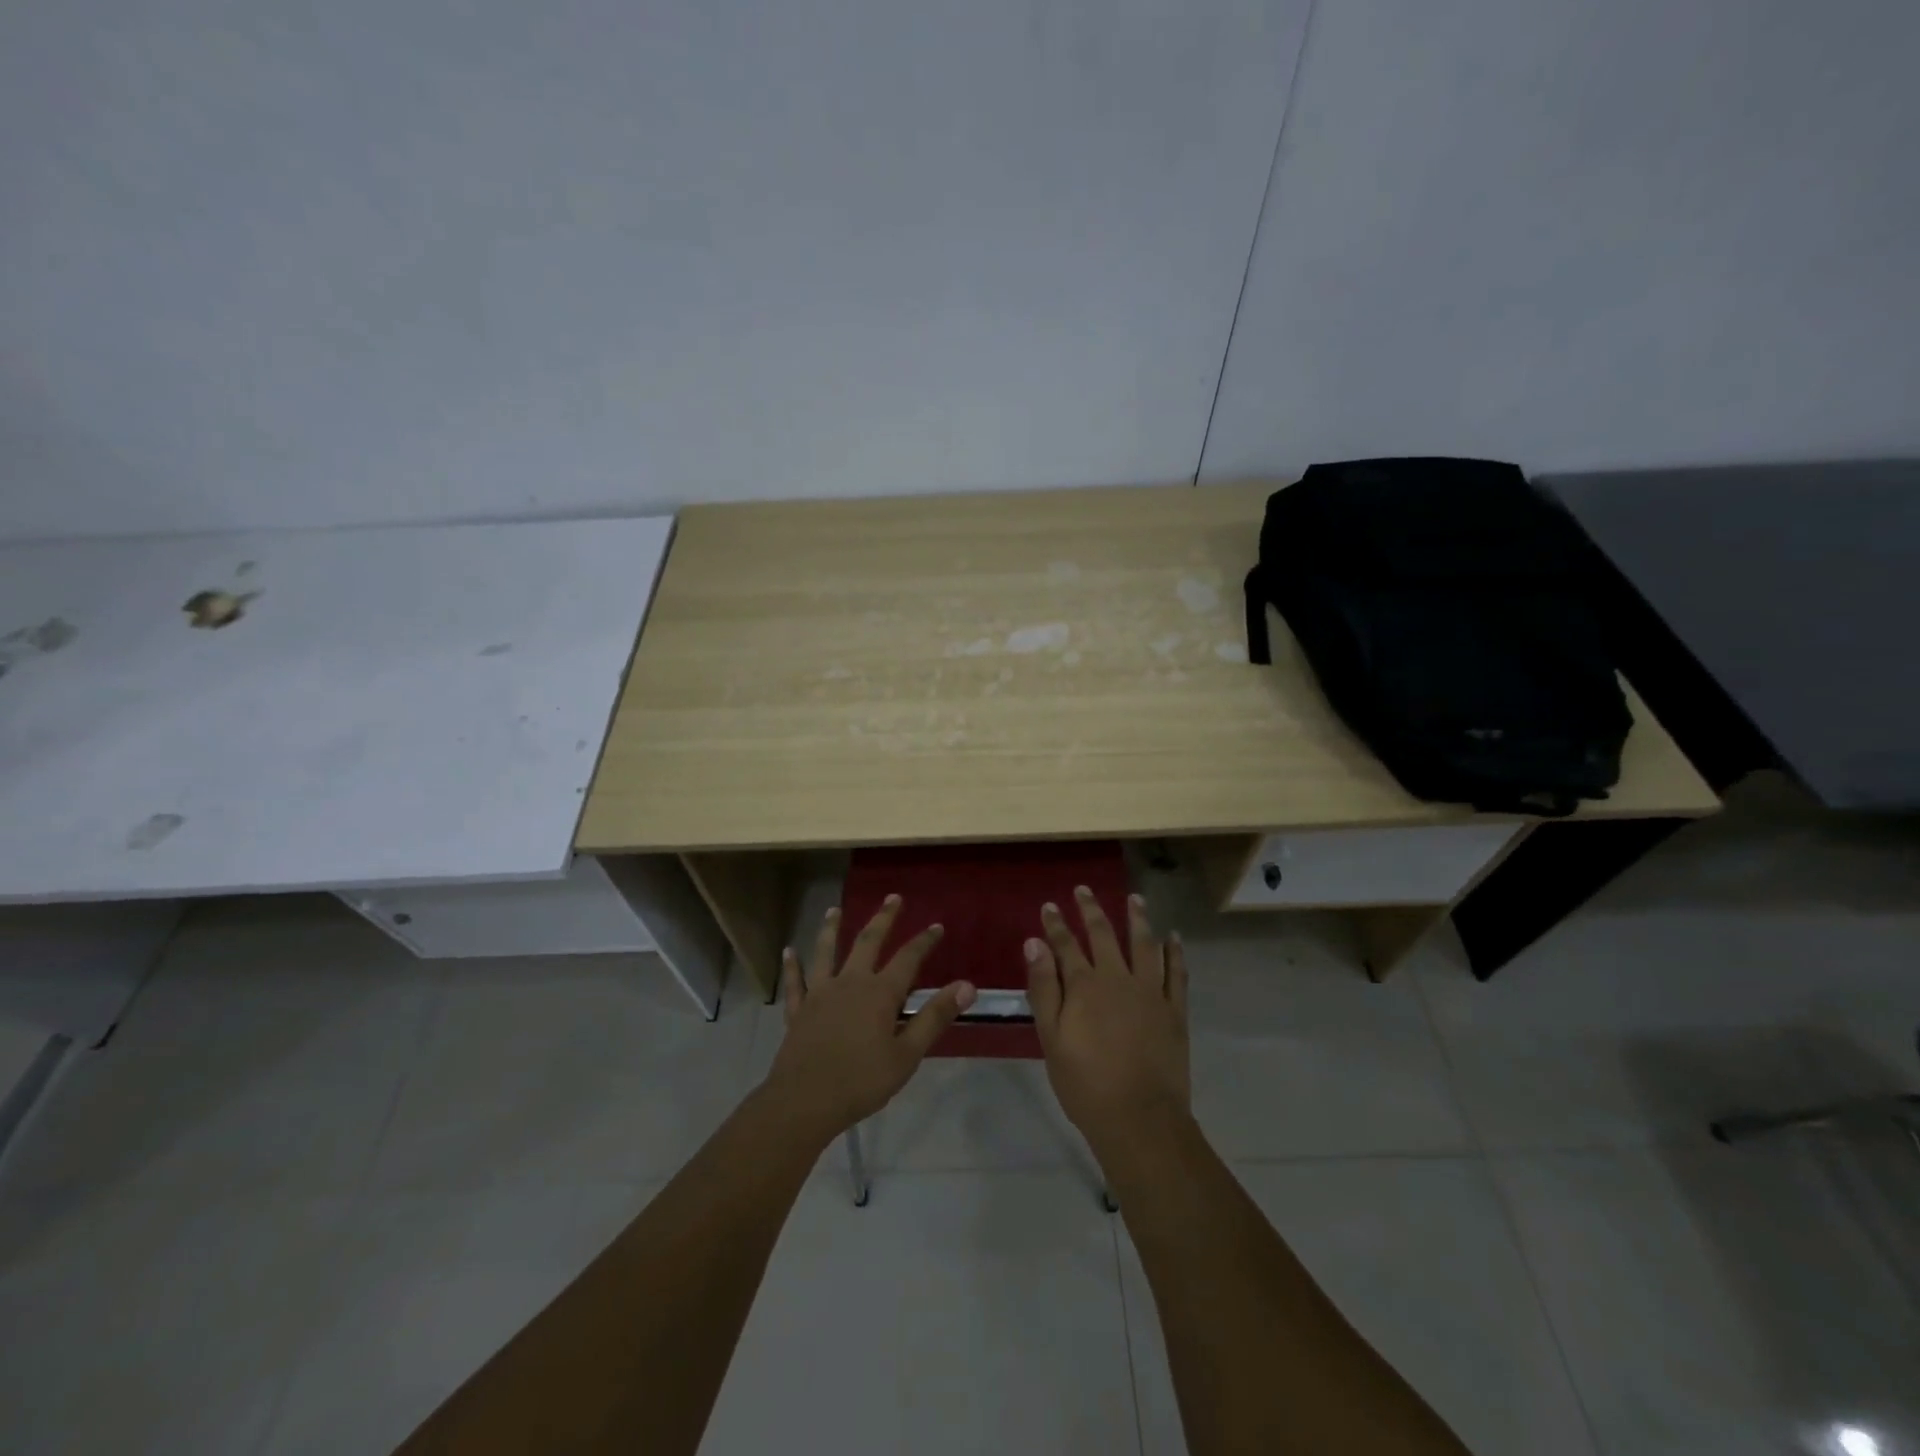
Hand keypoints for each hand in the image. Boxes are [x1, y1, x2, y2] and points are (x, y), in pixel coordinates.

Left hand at [762, 894, 976, 1140]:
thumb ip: (935, 1017)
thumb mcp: (907, 1054)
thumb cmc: (862, 1081)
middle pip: (868, 941)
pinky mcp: (798, 1010)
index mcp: (880, 993)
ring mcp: (820, 993)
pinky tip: (789, 952)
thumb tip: (967, 986)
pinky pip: (796, 982)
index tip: (936, 926)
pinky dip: (793, 966)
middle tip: (892, 898)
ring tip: (834, 910)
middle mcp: (850, 982)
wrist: (804, 1102)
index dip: (924, 941)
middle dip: (883, 918)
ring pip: (826, 952)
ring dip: (831, 928)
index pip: (908, 958)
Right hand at [1026, 887, 1189, 1159]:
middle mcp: (1118, 978)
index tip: (1050, 906)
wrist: (1139, 1118)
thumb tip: (1033, 943)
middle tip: (1084, 890)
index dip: (1056, 924)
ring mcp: (1150, 992)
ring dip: (1138, 918)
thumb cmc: (1085, 1083)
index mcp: (1084, 986)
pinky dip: (1175, 951)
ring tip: (1135, 898)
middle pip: (1104, 935)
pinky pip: (1176, 972)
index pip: (1065, 945)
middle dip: (1091, 910)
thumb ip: (1043, 988)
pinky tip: (1173, 937)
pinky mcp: (1174, 1010)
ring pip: (1144, 944)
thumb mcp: (1051, 1038)